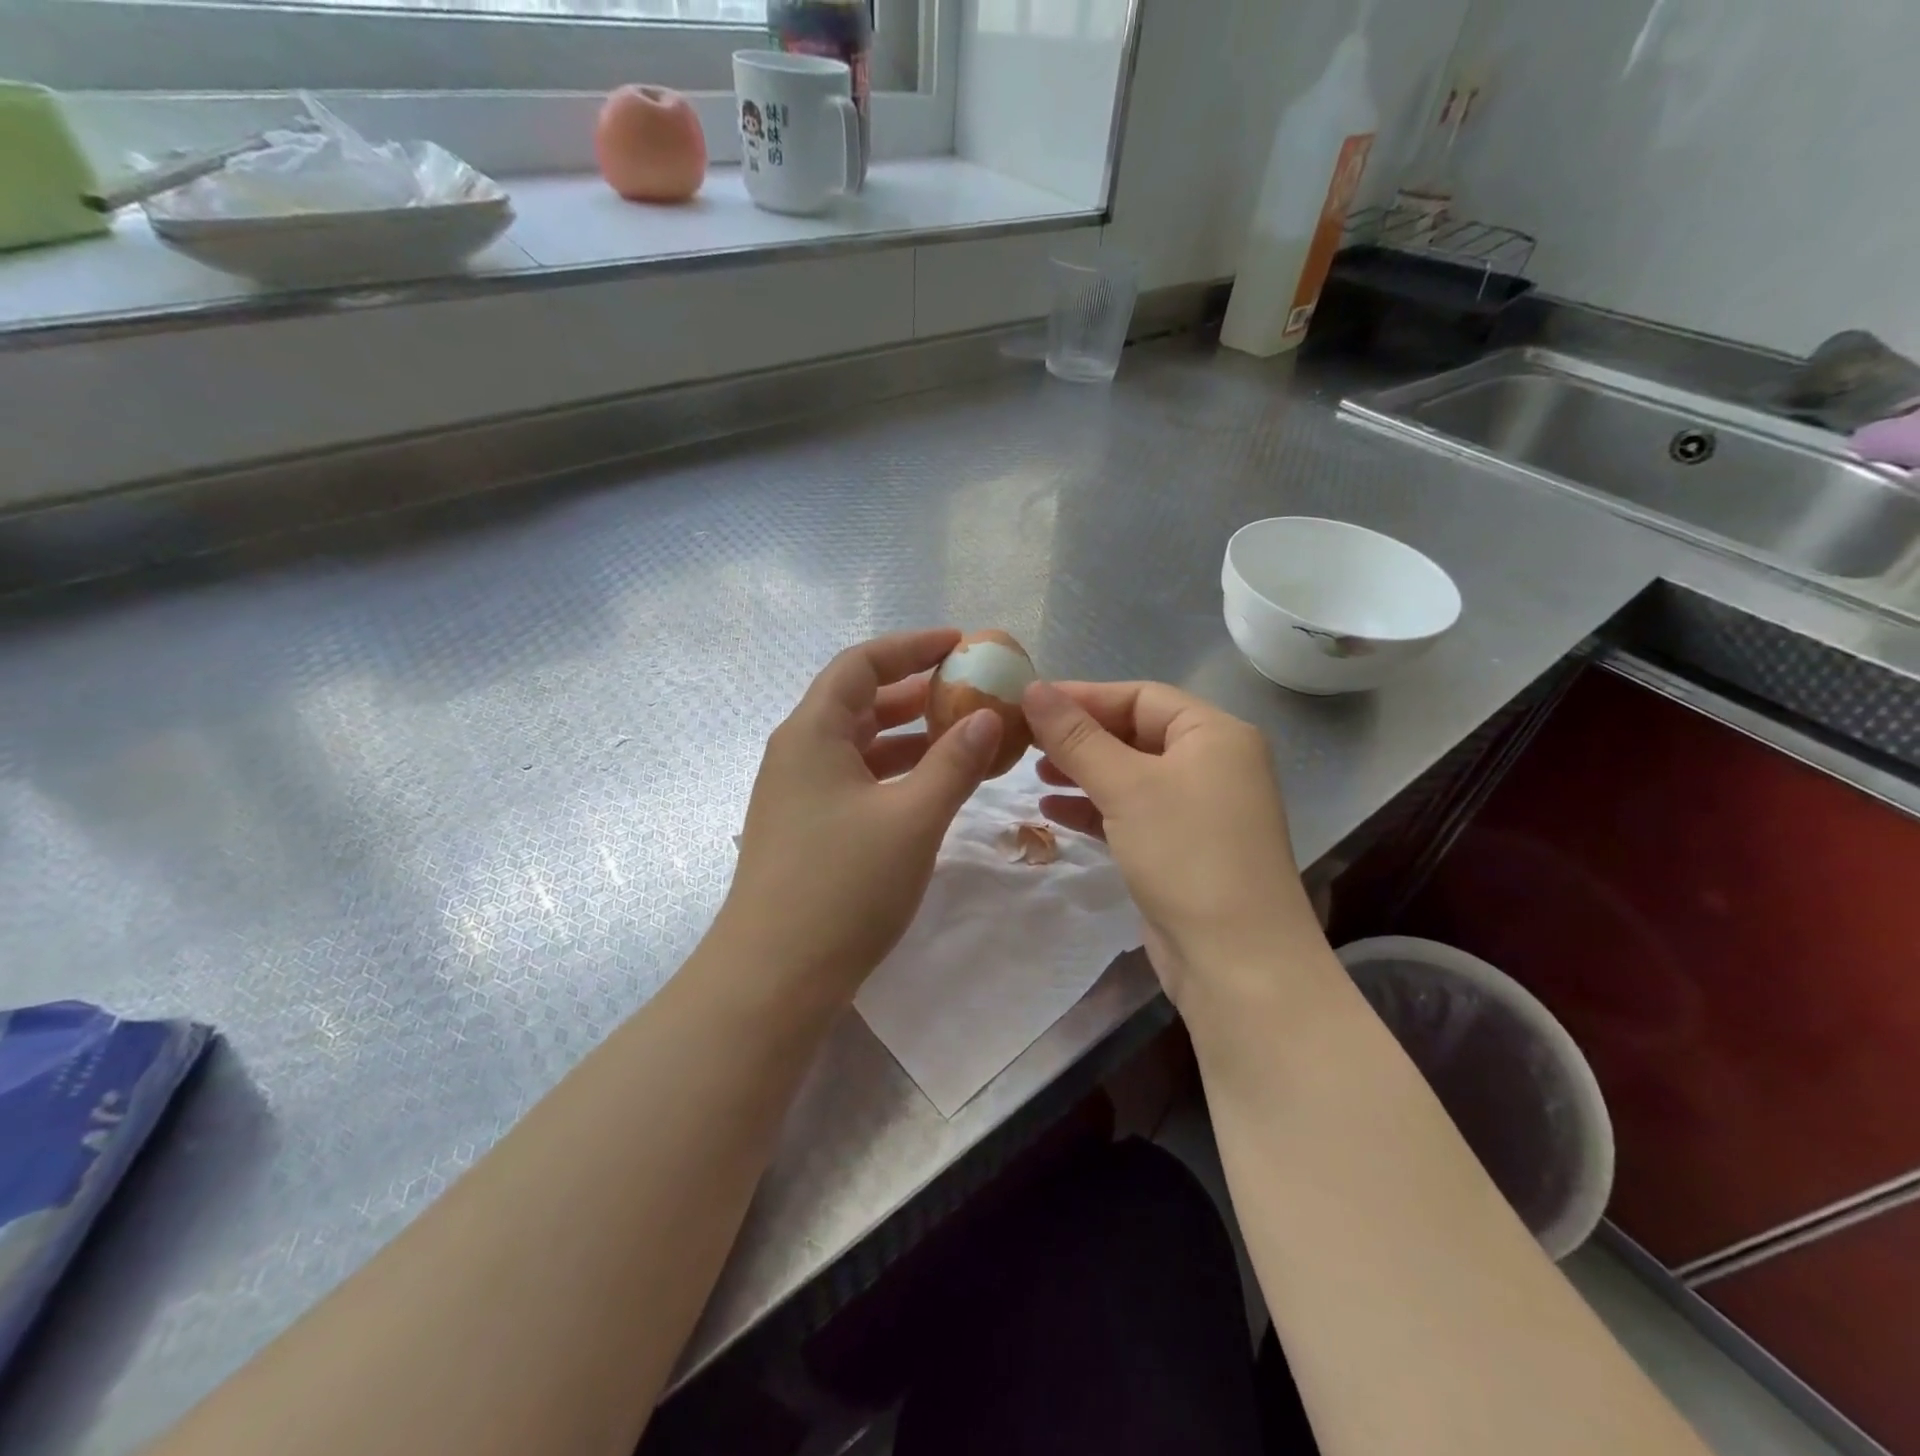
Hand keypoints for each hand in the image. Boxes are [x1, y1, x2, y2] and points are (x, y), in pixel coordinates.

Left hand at [717, 629, 1001, 1004]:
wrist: (774, 976)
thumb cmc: (843, 886)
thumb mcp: (912, 819)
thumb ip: (954, 762)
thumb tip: (989, 716)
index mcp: (813, 732)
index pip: (861, 663)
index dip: (911, 646)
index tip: (960, 644)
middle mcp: (799, 751)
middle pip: (858, 700)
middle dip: (914, 690)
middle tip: (968, 689)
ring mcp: (798, 792)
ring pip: (859, 743)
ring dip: (908, 734)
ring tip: (961, 734)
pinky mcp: (806, 827)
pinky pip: (856, 778)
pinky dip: (894, 771)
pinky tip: (930, 785)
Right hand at [1022, 680, 1318, 1006]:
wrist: (1236, 961)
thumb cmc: (1186, 854)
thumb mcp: (1126, 786)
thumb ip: (1076, 736)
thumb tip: (1032, 688)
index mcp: (1214, 734)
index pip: (1140, 696)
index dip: (1083, 696)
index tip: (1028, 702)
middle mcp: (1213, 763)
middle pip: (1135, 733)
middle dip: (1080, 737)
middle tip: (1025, 741)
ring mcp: (1199, 808)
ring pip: (1130, 775)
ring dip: (1083, 772)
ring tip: (1034, 775)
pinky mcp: (1182, 847)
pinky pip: (1132, 812)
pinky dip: (1095, 808)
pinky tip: (1053, 812)